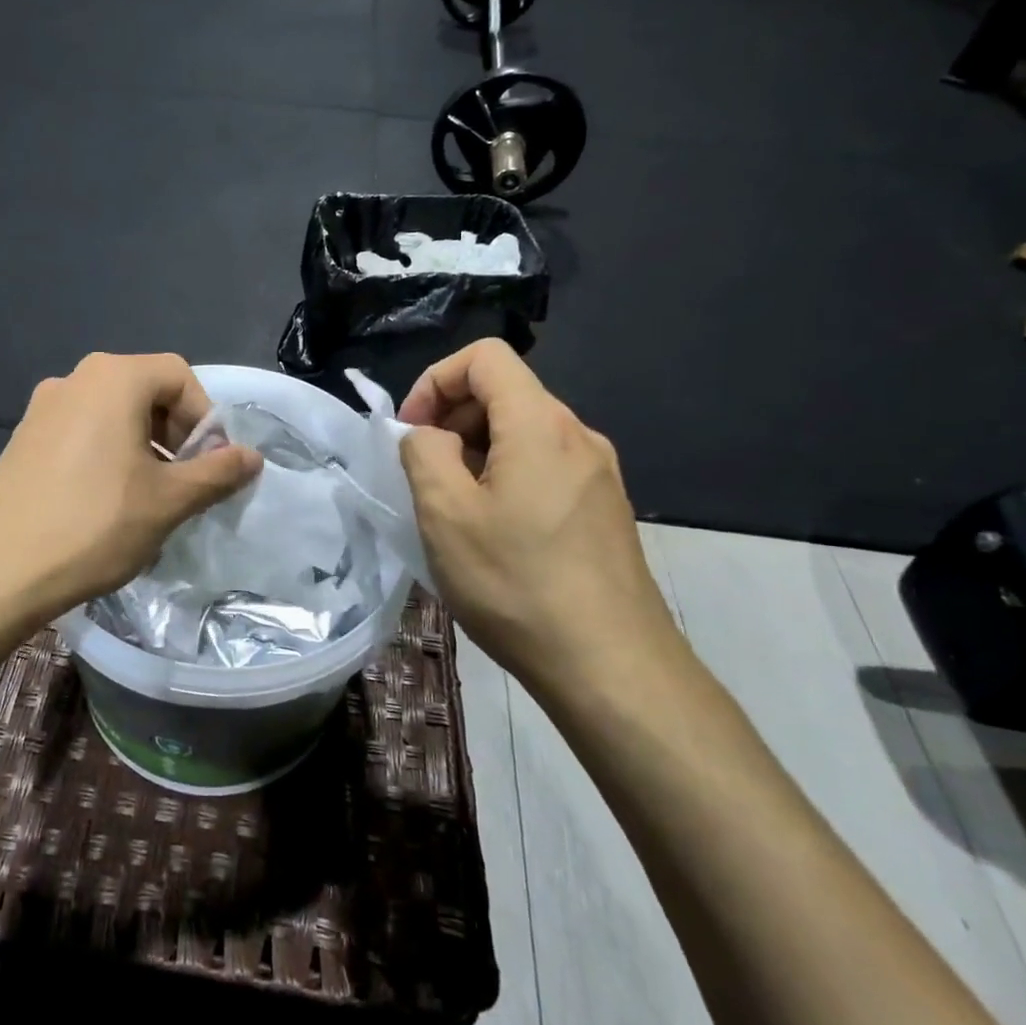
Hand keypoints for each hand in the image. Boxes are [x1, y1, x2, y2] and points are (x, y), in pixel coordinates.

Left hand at [0, 353, 261, 625]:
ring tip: (148, 498)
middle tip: (183, 482)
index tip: (208, 465)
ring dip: (143, 446)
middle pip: (145, 390)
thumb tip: (252, 458)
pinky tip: (104, 504)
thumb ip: (216, 473)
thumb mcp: (168, 501)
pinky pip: (81, 432)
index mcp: (113, 378)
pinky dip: (107, 455)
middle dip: (175, 433)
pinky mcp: (22, 439)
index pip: (179, 376)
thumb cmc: (93, 526)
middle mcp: (74, 379)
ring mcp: (42, 408)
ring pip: (112, 414)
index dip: (205, 417)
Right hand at [398, 340, 678, 697]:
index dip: (435, 380)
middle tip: (425, 475)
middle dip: (452, 418)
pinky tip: (494, 533)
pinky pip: (545, 466)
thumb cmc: (518, 584)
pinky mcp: (604, 508)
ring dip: (476, 452)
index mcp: (540, 424)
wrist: (613, 668)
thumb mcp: (445, 514)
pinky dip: (506, 477)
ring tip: (455, 509)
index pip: (485, 356)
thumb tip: (430, 435)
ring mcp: (598, 472)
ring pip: (523, 432)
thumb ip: (423, 452)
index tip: (412, 431)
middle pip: (504, 392)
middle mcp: (578, 435)